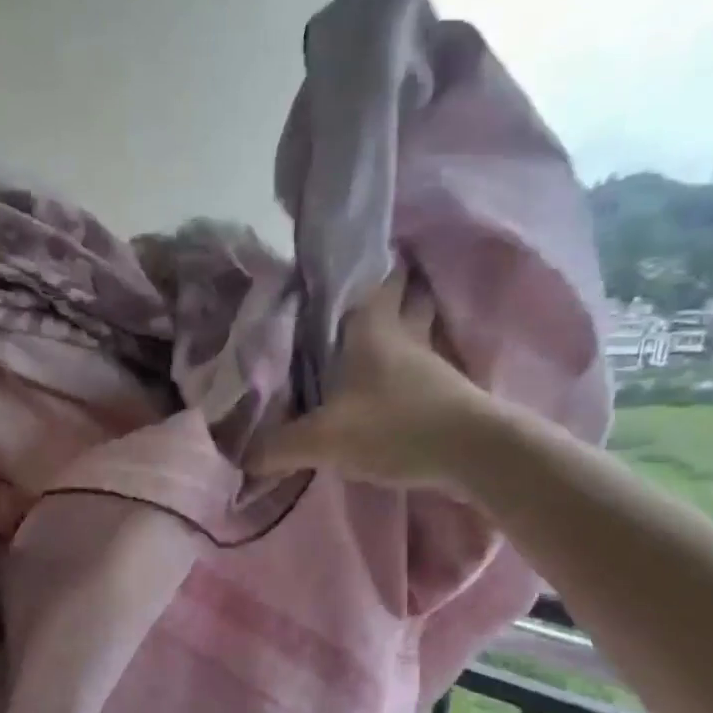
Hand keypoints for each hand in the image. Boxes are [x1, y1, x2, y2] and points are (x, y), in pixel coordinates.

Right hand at [246, 270, 491, 489]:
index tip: (343, 254)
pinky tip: (398, 378)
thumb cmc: (394, 428)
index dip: (361, 260)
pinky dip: (413, 363)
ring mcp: (431, 360)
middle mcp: (404, 333)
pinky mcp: (448, 389)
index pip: (372, 275)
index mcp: (372, 329)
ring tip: (379, 330)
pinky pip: (425, 363)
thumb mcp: (324, 440)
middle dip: (390, 284)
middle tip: (363, 288)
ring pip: (419, 325)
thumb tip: (242, 458)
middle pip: (405, 291)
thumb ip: (279, 447)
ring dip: (405, 321)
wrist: (470, 453)